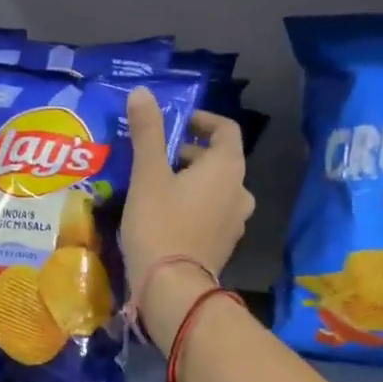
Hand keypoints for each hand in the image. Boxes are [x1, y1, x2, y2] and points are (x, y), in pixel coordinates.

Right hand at [121, 90, 254, 350]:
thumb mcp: (148, 174)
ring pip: (216, 190)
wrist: (172, 288)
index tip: (178, 123)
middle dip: (190, 153)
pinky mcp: (223, 246)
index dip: (203, 120)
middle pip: (220, 160)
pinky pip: (212, 215)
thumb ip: (147, 132)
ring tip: (158, 186)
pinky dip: (194, 207)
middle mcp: (240, 191)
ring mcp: (235, 222)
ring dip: (192, 182)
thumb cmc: (160, 225)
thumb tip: (142, 93)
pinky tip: (166, 217)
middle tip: (157, 157)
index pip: (225, 130)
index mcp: (227, 168)